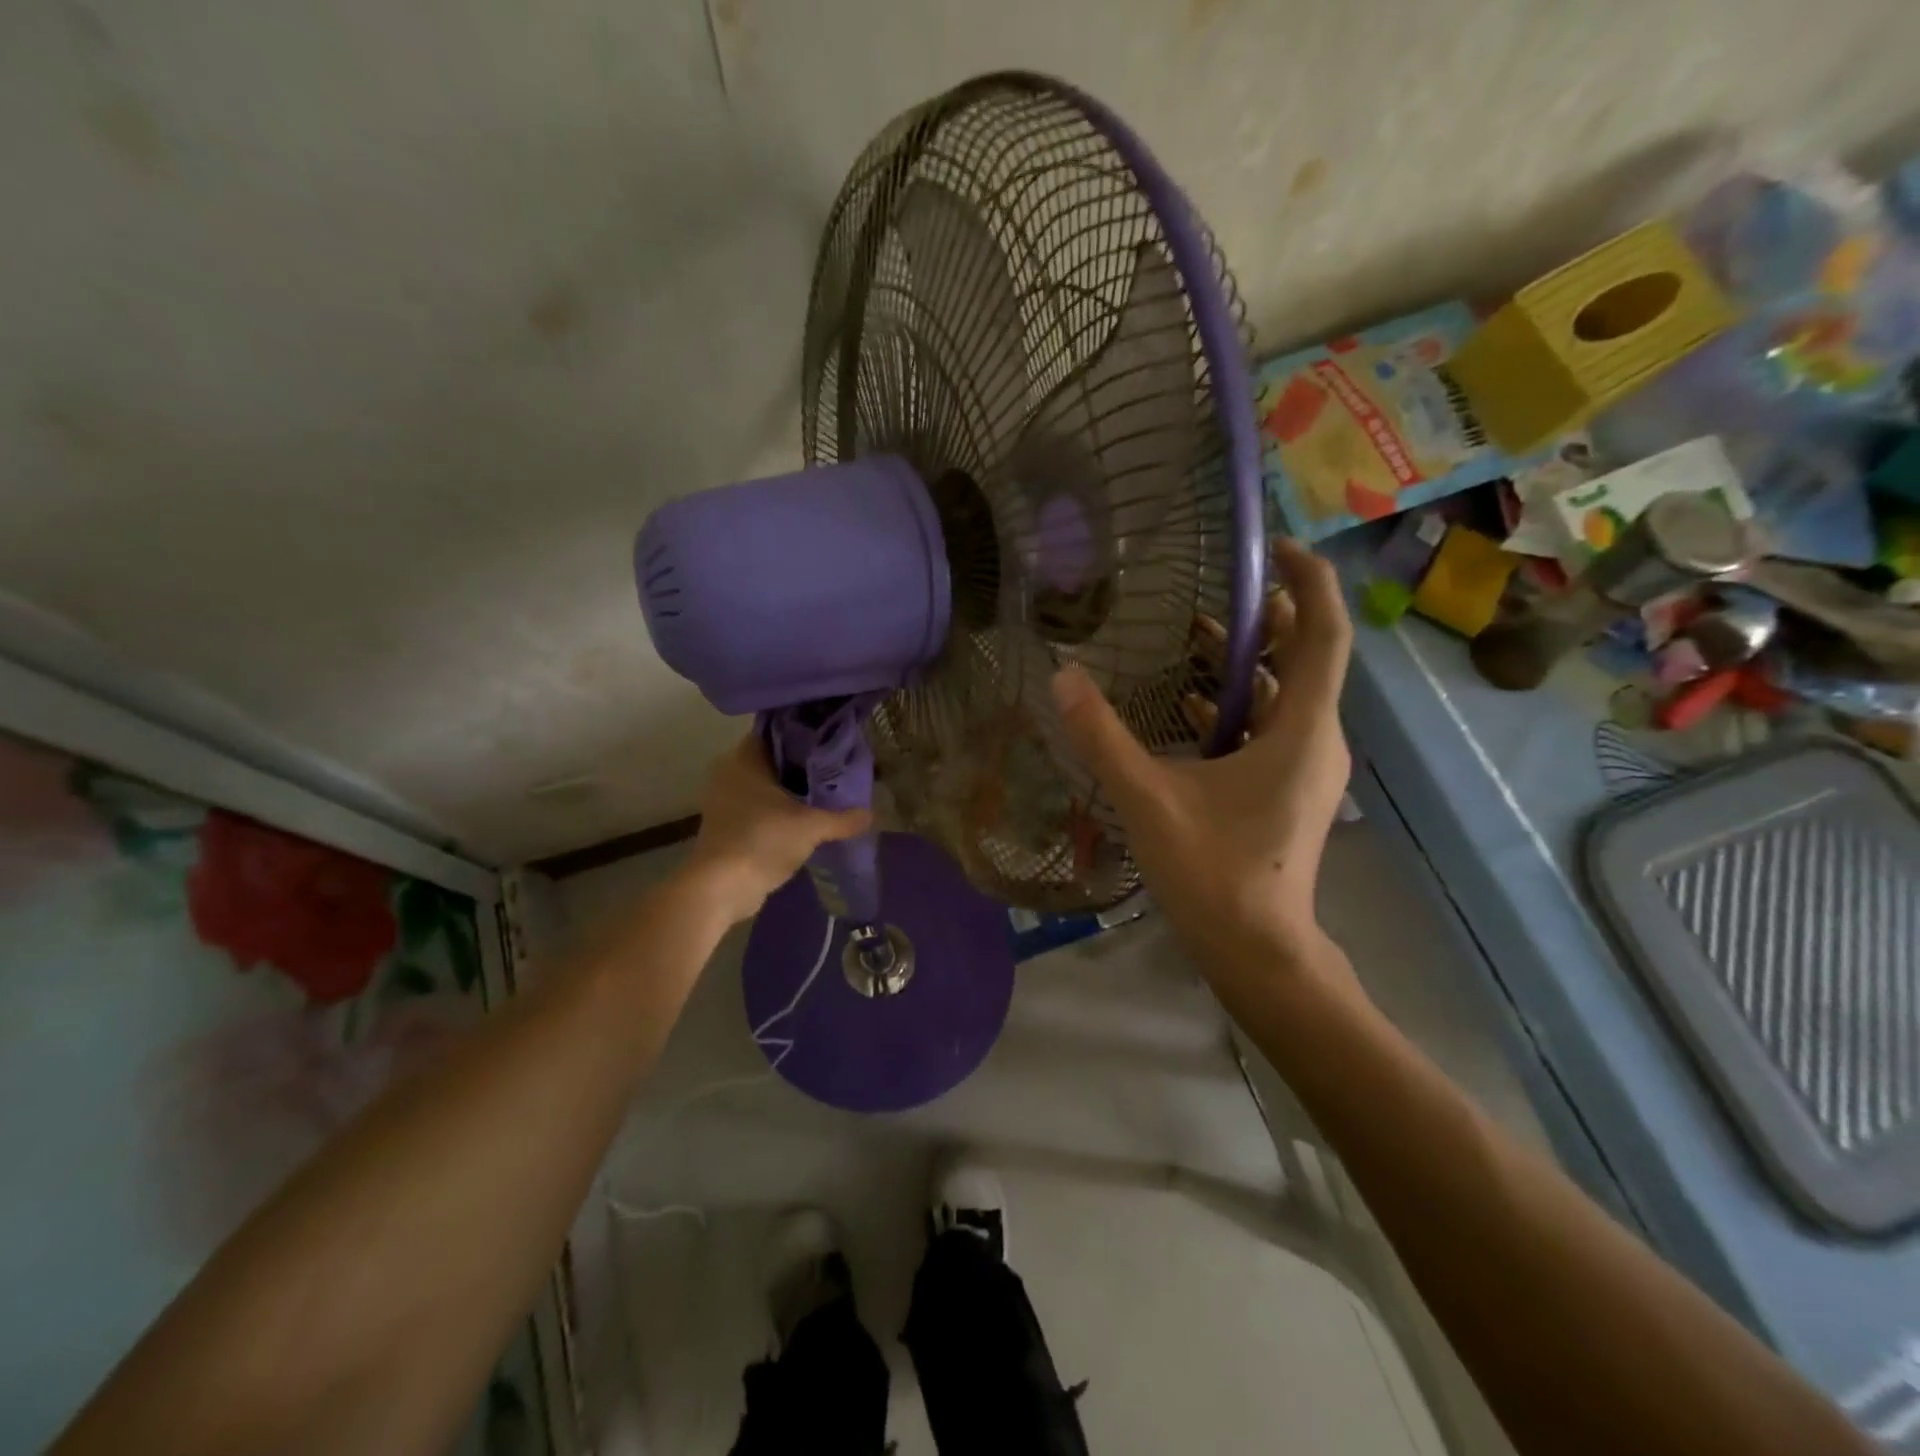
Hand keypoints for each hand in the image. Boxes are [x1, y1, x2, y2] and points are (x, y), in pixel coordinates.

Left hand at [683, 734, 873, 924]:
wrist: (721, 888)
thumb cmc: (762, 840)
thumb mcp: (811, 827)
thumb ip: (842, 819)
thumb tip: (871, 815)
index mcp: (744, 759)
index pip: (776, 732)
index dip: (804, 734)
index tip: (830, 740)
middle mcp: (730, 773)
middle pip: (773, 760)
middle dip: (802, 765)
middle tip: (836, 768)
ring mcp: (725, 801)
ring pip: (765, 786)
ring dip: (791, 791)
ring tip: (827, 793)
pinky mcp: (727, 826)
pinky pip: (759, 808)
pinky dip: (780, 811)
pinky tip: (806, 819)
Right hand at [1051, 537, 1353, 986]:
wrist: (1257, 951)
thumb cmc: (1214, 873)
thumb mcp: (1148, 799)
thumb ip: (1102, 737)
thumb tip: (1062, 678)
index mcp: (1302, 731)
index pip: (1323, 634)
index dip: (1307, 581)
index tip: (1274, 547)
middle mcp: (1317, 740)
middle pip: (1305, 657)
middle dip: (1266, 617)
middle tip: (1217, 589)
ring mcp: (1307, 767)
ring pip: (1286, 694)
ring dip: (1247, 662)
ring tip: (1197, 634)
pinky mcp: (1289, 789)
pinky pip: (1272, 727)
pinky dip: (1239, 705)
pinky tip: (1191, 704)